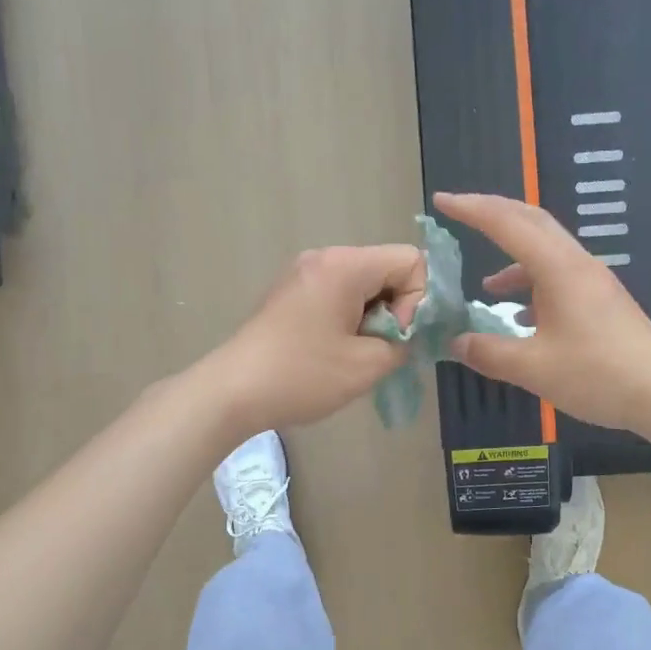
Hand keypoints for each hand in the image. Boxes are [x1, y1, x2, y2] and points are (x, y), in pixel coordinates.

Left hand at [212, 244, 425, 435]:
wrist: (232, 392)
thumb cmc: (303, 375)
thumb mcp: (368, 365)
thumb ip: (405, 342)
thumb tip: (410, 334)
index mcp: (345, 265)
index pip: (411, 260)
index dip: (417, 300)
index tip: (395, 336)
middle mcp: (324, 257)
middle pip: (387, 269)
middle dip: (396, 309)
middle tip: (379, 349)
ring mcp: (304, 273)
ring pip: (364, 284)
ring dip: (373, 317)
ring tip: (357, 354)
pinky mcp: (291, 292)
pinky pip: (339, 293)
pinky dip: (350, 318)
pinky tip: (335, 350)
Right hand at [434, 192, 650, 437]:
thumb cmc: (598, 375)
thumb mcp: (533, 368)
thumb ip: (489, 352)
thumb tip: (456, 343)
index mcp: (559, 269)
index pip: (507, 224)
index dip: (472, 209)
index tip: (441, 200)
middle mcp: (577, 264)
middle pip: (532, 222)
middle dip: (493, 214)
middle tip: (460, 213)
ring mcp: (594, 282)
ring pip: (546, 251)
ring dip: (513, 258)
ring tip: (486, 287)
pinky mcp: (603, 302)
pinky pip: (559, 277)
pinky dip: (532, 284)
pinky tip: (523, 317)